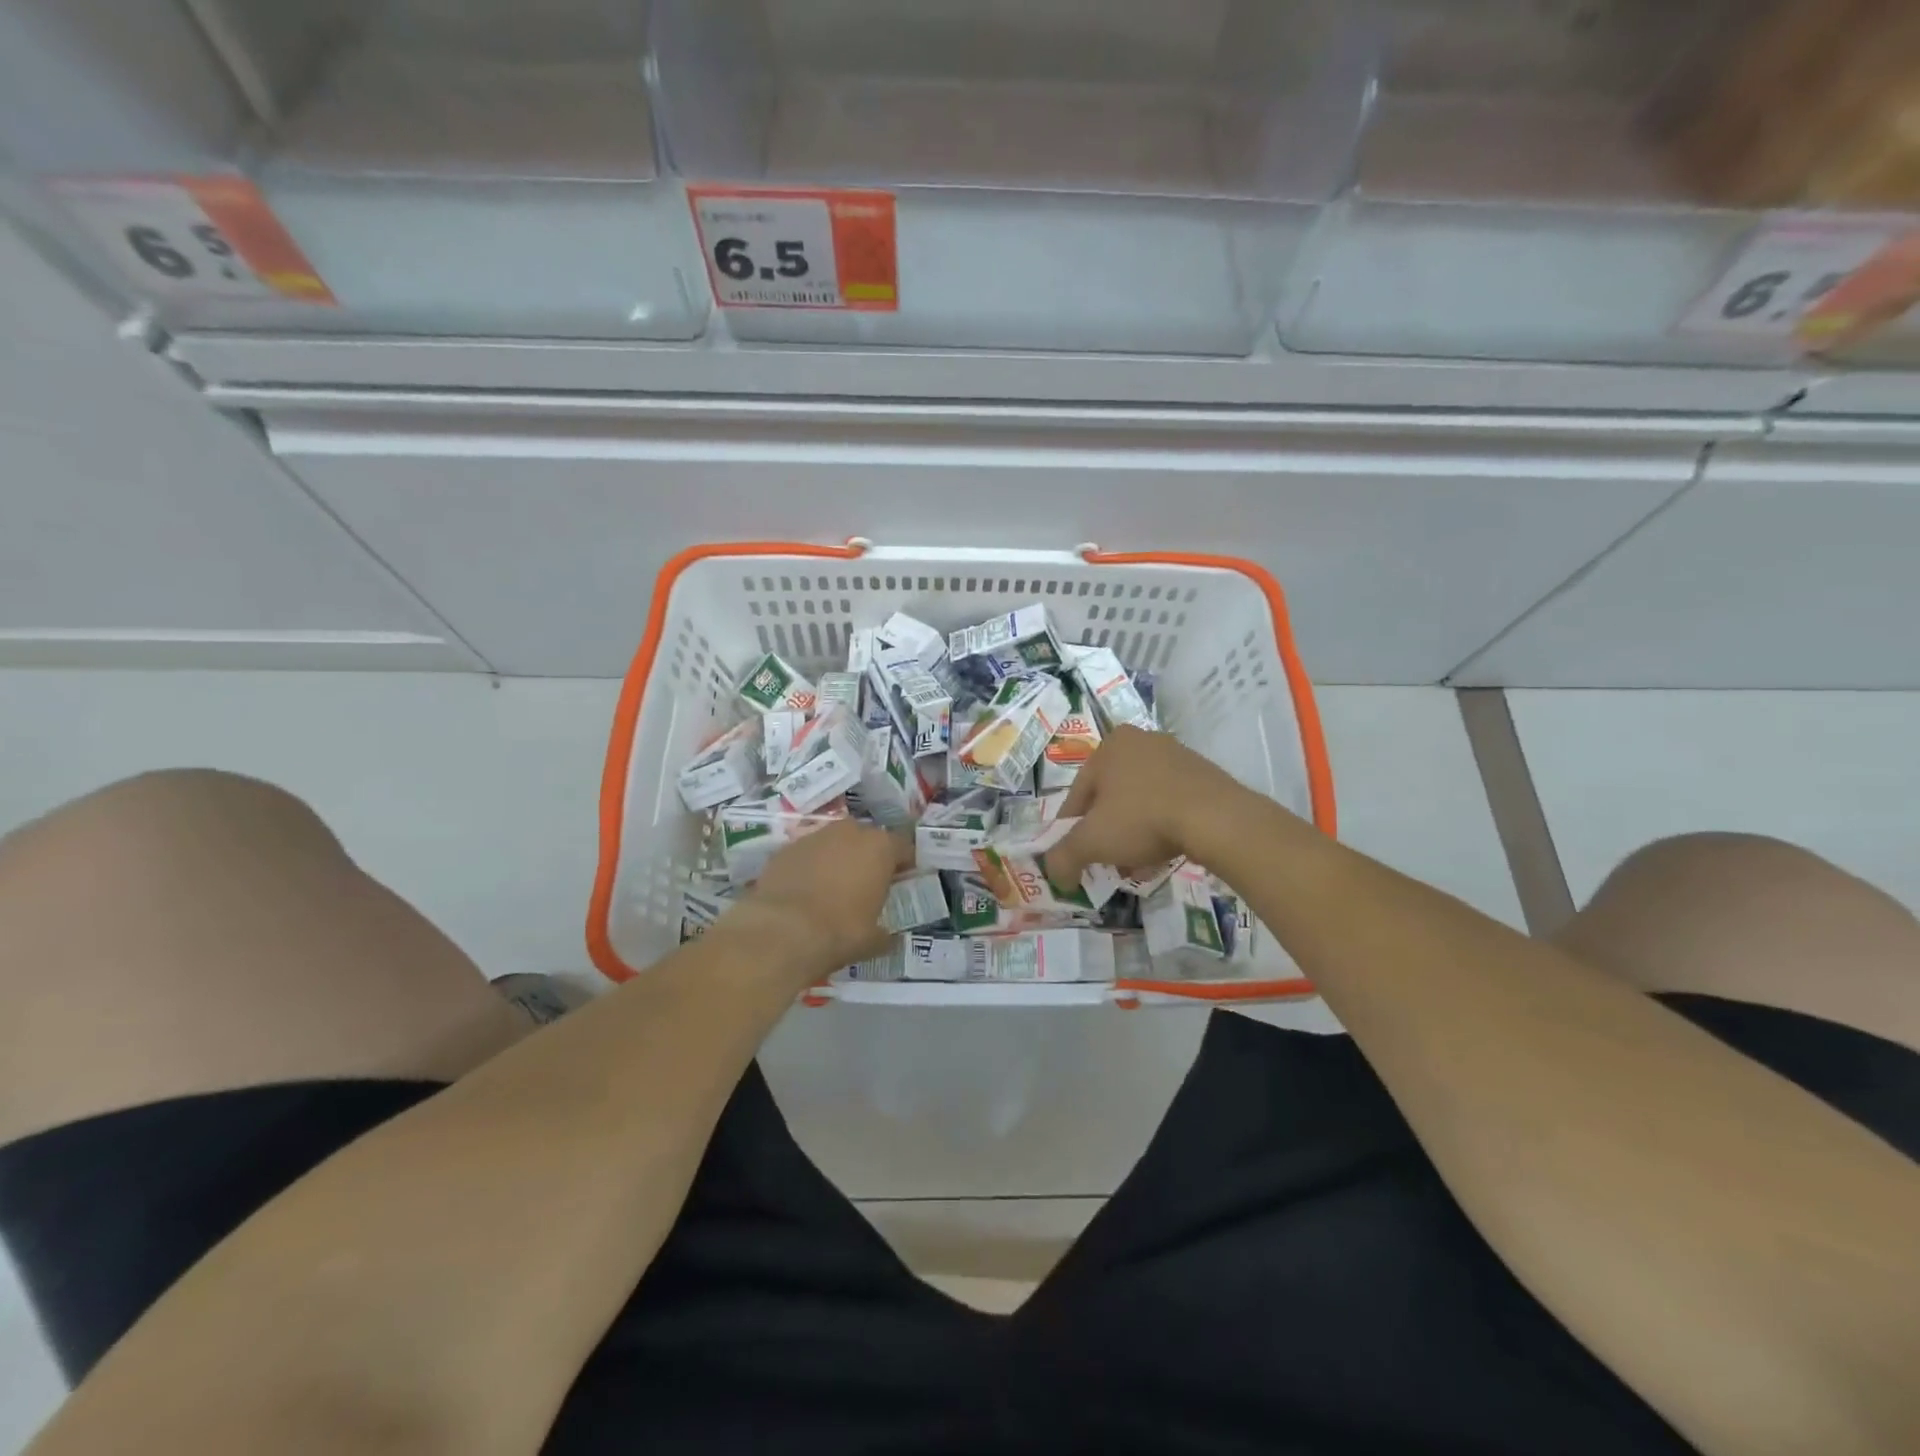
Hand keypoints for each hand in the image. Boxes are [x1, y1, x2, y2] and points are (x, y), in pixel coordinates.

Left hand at [743, 820, 911, 972]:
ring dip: (837, 860)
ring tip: (832, 889)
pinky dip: (809, 868)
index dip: (904, 865)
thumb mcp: (873, 941)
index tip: (901, 882)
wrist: (782, 932)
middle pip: (867, 840)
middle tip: (867, 885)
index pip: (903, 848)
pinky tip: (804, 893)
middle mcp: (849, 832)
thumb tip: (888, 937)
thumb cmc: (840, 931)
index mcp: (880, 847)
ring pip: (834, 844)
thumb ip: (885, 933)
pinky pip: (806, 855)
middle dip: (869, 858)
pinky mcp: (785, 849)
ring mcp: (814, 837)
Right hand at [1044, 727, 1251, 889]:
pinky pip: (1169, 801)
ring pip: (1140, 800)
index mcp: (1110, 745)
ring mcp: (1176, 755)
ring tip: (1136, 862)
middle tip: (1106, 861)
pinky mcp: (1203, 773)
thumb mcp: (1092, 842)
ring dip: (1133, 831)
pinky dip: (1161, 825)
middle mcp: (1141, 740)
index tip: (1076, 857)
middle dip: (1106, 831)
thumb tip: (1054, 874)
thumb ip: (1063, 856)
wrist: (1216, 818)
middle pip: (1110, 796)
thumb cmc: (1142, 819)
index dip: (1071, 830)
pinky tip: (1163, 851)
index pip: (1077, 794)